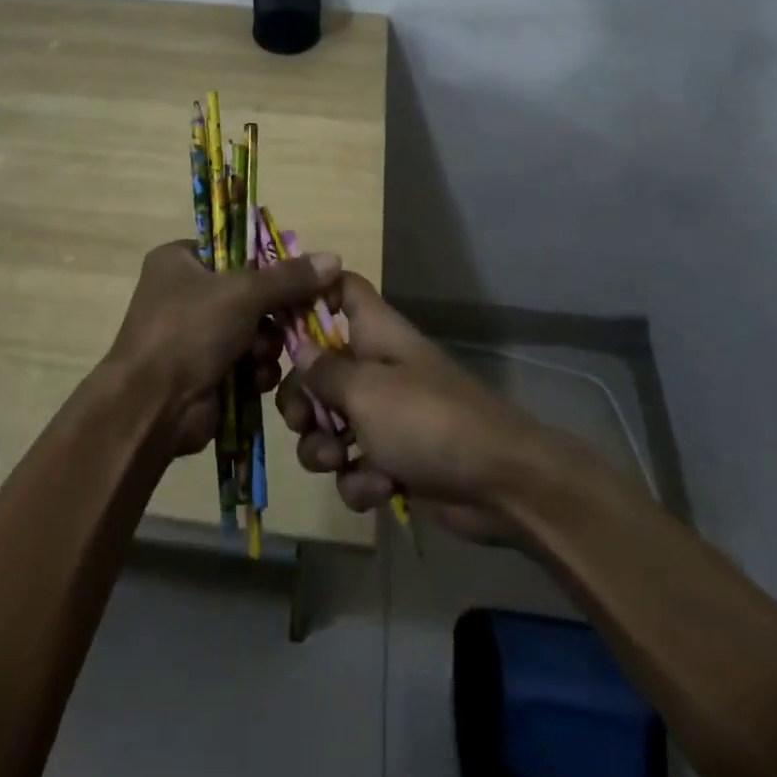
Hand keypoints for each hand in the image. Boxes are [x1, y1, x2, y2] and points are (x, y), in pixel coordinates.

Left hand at [106, 241, 342, 457]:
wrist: (151, 408)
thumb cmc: (189, 331)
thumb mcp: (243, 293)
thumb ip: (290, 277)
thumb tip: (334, 258)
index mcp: (180, 260)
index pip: (234, 247)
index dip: (268, 261)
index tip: (298, 276)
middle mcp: (184, 292)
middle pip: (249, 291)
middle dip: (272, 312)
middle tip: (295, 319)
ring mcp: (193, 334)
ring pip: (253, 328)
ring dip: (266, 343)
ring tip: (262, 354)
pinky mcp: (205, 370)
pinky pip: (245, 360)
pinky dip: (255, 368)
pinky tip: (256, 379)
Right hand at [276, 273, 595, 541]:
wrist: (499, 484)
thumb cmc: (425, 419)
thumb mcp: (363, 390)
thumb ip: (323, 370)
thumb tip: (299, 348)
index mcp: (374, 332)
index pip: (341, 287)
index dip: (310, 291)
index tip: (276, 317)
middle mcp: (377, 366)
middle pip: (320, 366)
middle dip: (302, 399)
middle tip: (301, 419)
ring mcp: (388, 414)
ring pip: (332, 422)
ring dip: (324, 448)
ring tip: (337, 461)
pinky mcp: (396, 458)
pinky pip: (356, 464)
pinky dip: (360, 480)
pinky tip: (378, 489)